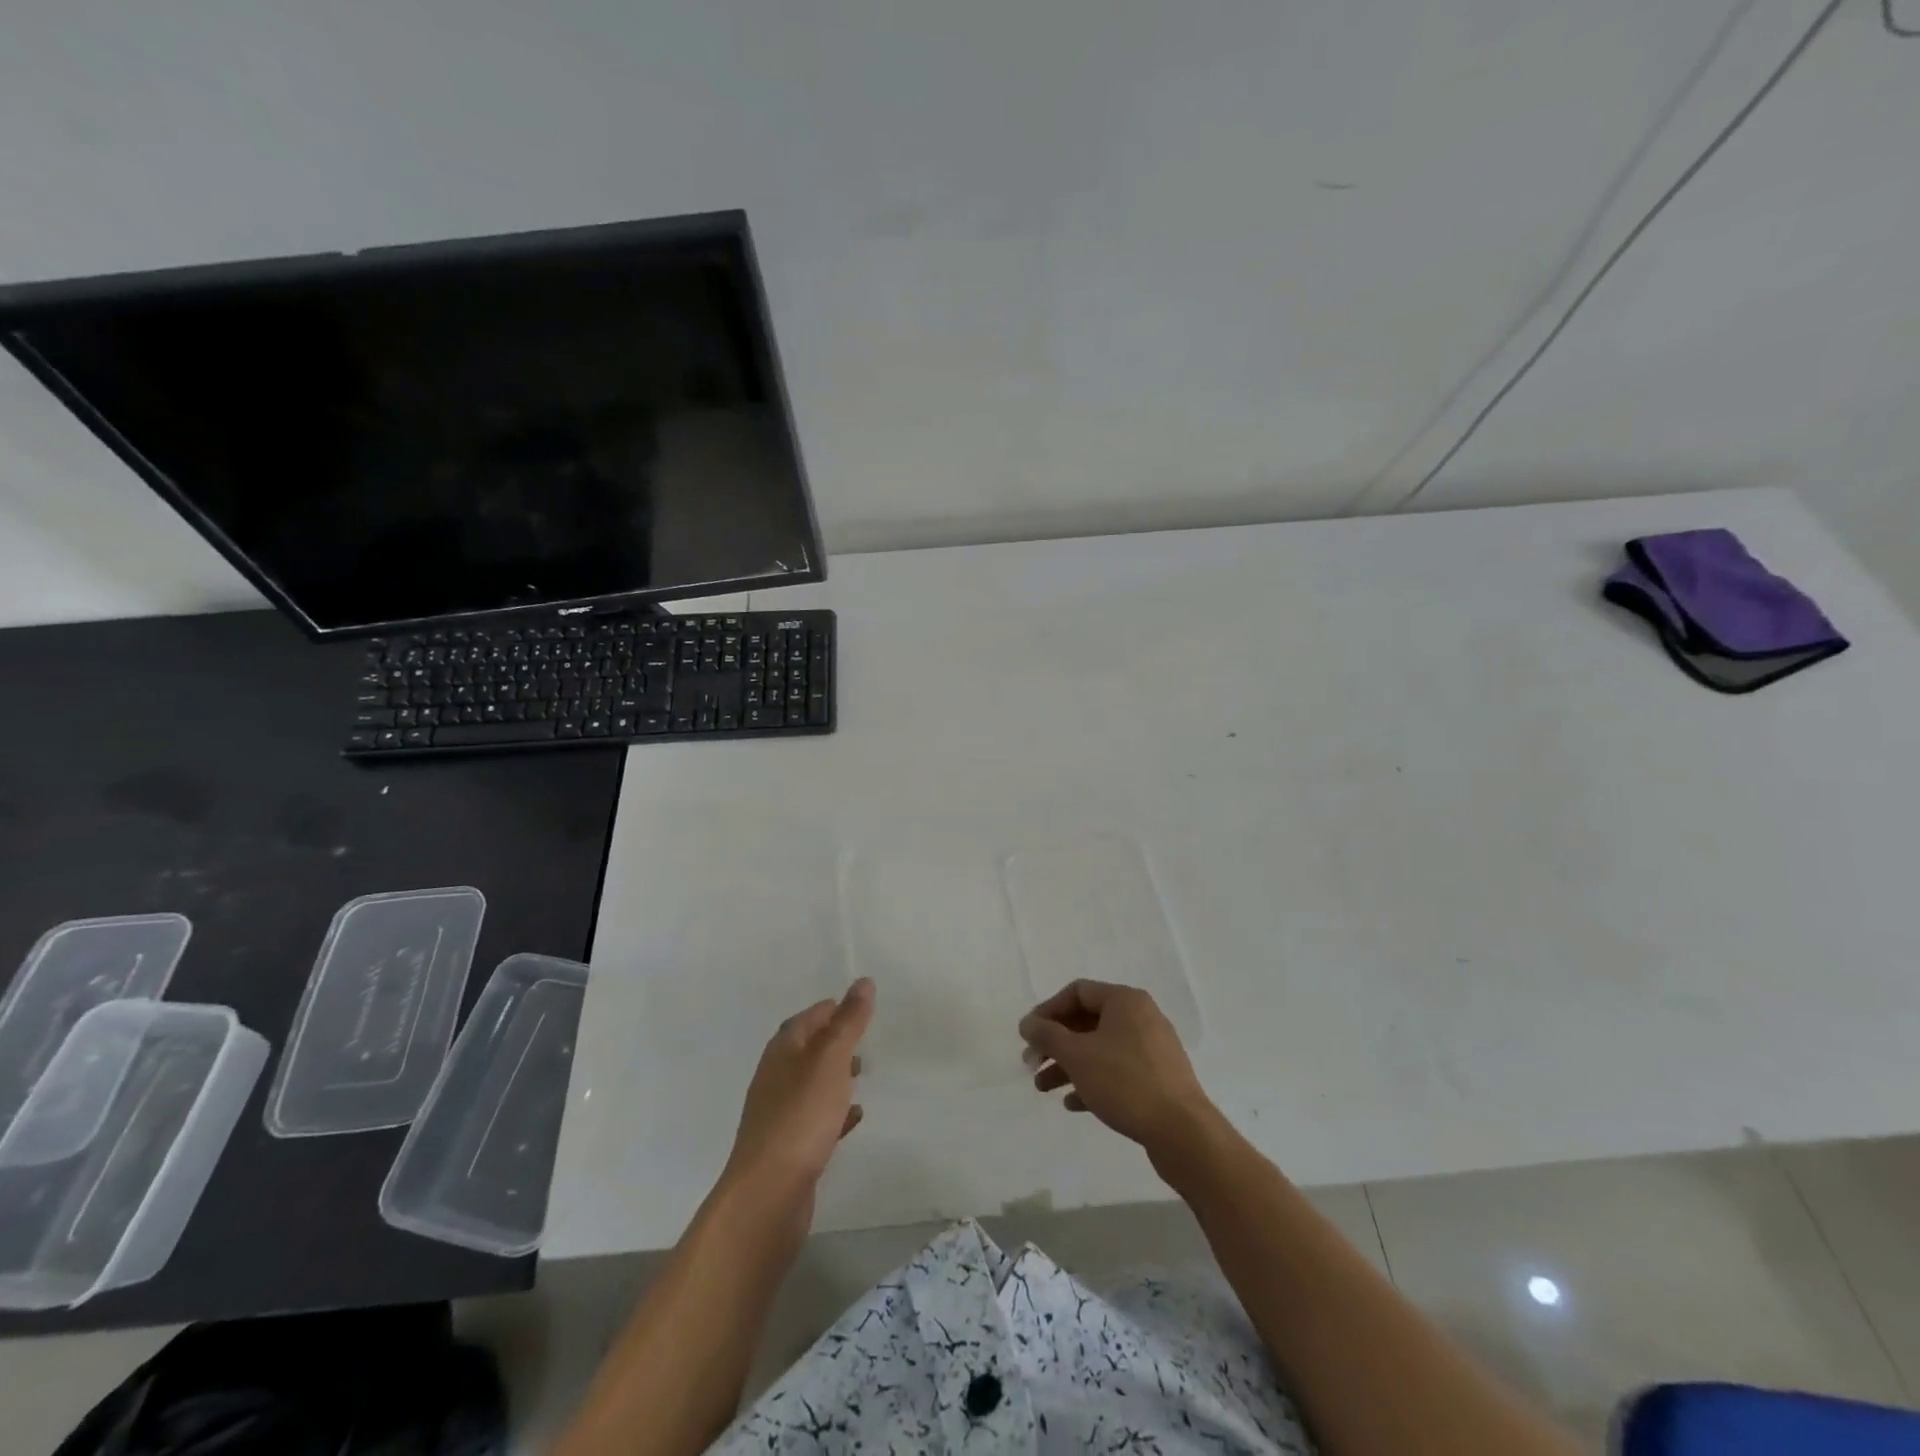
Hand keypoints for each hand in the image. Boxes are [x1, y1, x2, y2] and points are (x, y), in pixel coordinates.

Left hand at [724, 978, 874, 1209]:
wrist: (768, 1195)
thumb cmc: (800, 1117)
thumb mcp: (830, 1060)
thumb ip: (848, 1022)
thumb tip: (862, 981)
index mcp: (782, 1051)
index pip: (808, 1018)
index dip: (833, 1009)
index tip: (860, 1007)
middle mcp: (776, 1077)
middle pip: (807, 1049)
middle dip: (835, 1041)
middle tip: (865, 1040)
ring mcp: (779, 1114)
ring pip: (811, 1084)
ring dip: (835, 1076)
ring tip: (863, 1075)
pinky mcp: (788, 1147)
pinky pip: (815, 1118)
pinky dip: (834, 1111)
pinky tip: (854, 1118)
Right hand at [1019, 980, 1213, 1155]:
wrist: (1182, 1132)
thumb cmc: (1125, 1082)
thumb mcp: (1077, 1056)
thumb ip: (1047, 1036)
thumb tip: (1027, 1023)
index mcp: (1125, 1001)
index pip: (1077, 992)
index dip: (1047, 1010)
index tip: (1028, 1035)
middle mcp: (1141, 1017)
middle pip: (1087, 1021)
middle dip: (1055, 1043)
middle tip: (1031, 1064)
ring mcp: (1152, 1049)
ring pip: (1100, 1049)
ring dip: (1069, 1065)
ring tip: (1043, 1088)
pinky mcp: (1158, 1079)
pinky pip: (1117, 1071)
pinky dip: (1093, 1081)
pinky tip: (1073, 1103)